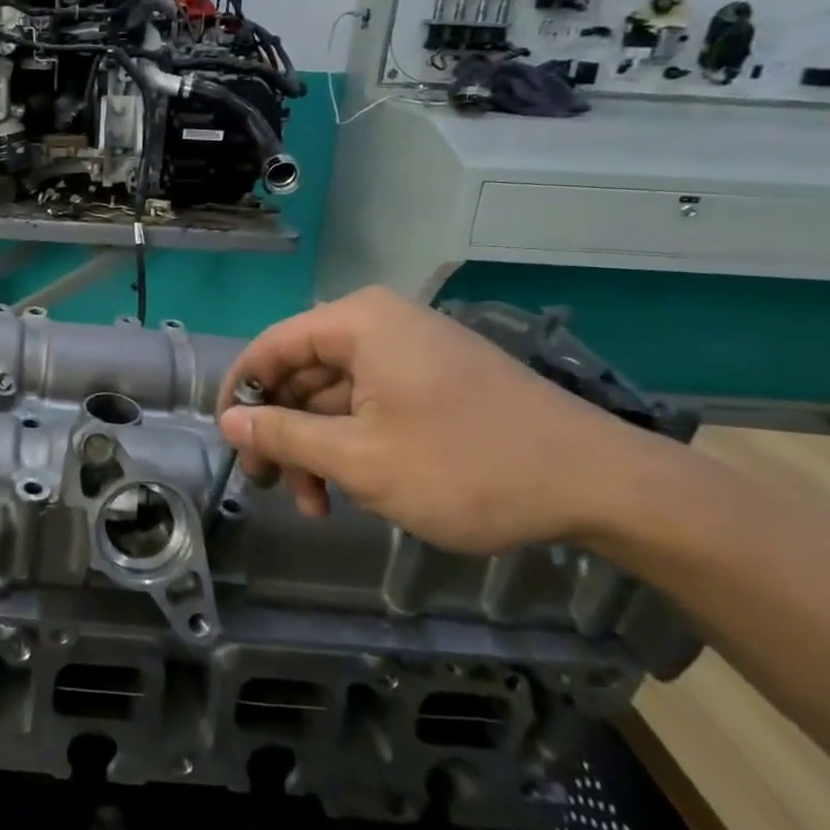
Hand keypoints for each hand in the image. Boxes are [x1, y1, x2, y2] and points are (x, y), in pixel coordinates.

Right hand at [216, 286, 661, 552]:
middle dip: (285, 433)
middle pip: (302, 373)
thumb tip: (228, 422)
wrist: (600, 484)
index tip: (229, 444)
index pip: (270, 347)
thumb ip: (284, 436)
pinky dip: (354, 442)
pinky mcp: (435, 379)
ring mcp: (412, 351)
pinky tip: (357, 487)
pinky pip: (372, 402)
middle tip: (277, 489)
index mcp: (357, 323)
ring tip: (320, 505)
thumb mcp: (358, 458)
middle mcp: (380, 324)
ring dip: (319, 447)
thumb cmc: (466, 466)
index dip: (240, 394)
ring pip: (336, 394)